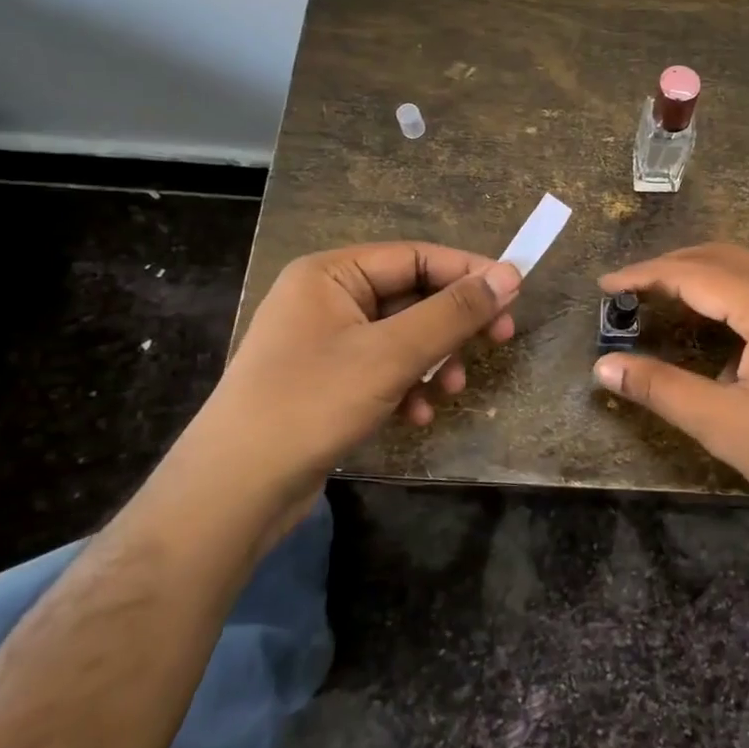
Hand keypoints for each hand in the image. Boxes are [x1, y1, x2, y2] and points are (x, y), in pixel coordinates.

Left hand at [177, 242, 520, 521]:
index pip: (417, 256)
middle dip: (453, 324)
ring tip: (452, 391)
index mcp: (331, 273)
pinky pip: (383, 369)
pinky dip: (408, 386)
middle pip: (412, 296)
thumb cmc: (311, 403)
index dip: (468, 273)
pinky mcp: (327, 382)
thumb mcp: (392, 354)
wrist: (234, 491)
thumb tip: (510, 276)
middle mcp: (326, 298)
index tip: (514, 295)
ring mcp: (324, 342)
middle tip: (499, 341)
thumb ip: (453, 313)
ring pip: (402, 336)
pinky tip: (416, 416)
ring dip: (434, 361)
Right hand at [596, 244, 748, 538]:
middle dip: (672, 267)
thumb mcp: (724, 425)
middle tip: (631, 288)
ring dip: (708, 269)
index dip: (644, 275)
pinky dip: (742, 281)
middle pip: (723, 256)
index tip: (605, 283)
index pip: (693, 272)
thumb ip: (660, 388)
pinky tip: (729, 312)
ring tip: (671, 292)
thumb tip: (604, 366)